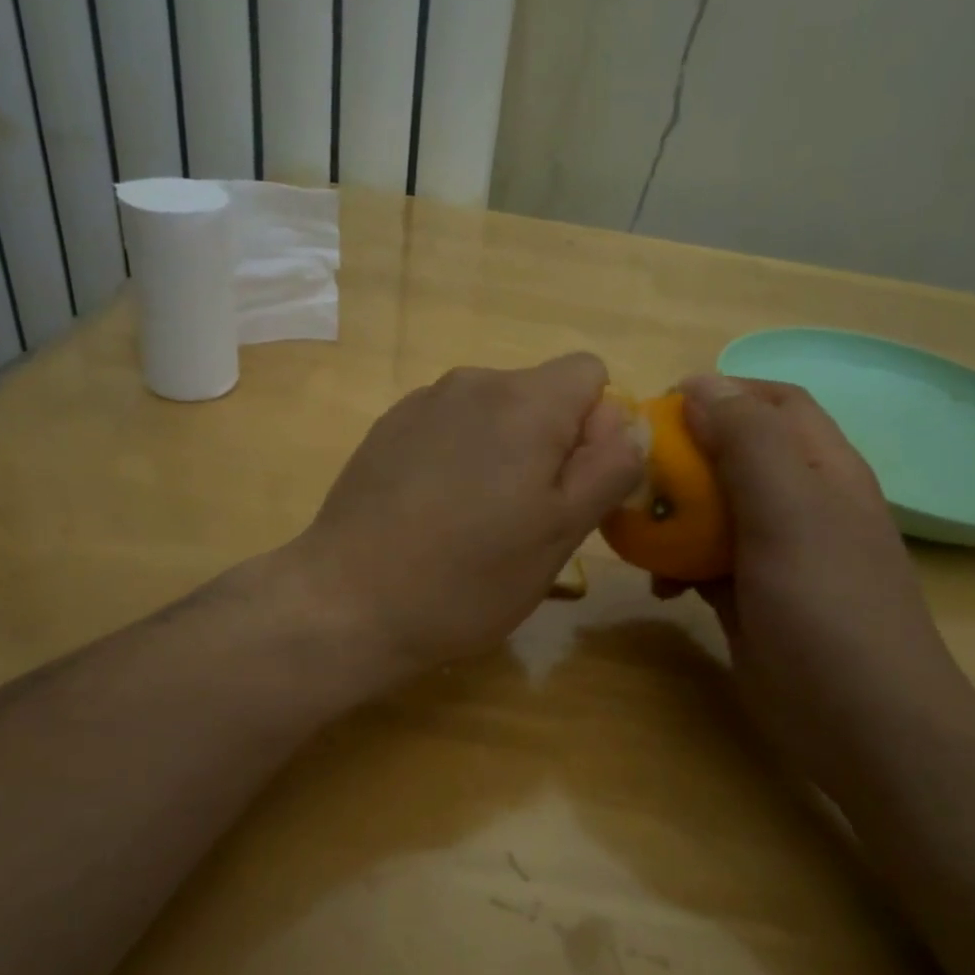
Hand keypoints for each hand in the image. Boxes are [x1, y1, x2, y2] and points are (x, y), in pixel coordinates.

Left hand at [288, 354, 642, 675]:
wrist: (348, 601)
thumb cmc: (468, 577)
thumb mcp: (561, 532)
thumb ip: (608, 466)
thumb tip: (626, 422)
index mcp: (525, 401)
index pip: (590, 374)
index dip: (597, 428)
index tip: (573, 487)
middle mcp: (474, 381)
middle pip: (540, 393)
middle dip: (550, 442)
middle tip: (527, 517)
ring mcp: (423, 402)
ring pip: (494, 413)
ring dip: (503, 452)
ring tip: (476, 520)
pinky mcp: (388, 427)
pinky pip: (449, 427)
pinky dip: (458, 457)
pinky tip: (434, 511)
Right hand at [675, 375, 974, 786]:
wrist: (864, 728)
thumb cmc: (829, 610)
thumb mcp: (790, 514)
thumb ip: (748, 444)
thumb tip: (700, 383)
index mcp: (822, 470)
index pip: (774, 404)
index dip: (721, 393)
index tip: (661, 409)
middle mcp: (801, 504)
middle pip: (736, 455)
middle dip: (686, 456)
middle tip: (636, 472)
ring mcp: (776, 554)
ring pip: (715, 510)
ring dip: (675, 513)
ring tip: (636, 529)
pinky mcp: (752, 598)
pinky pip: (706, 562)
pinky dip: (678, 565)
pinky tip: (660, 587)